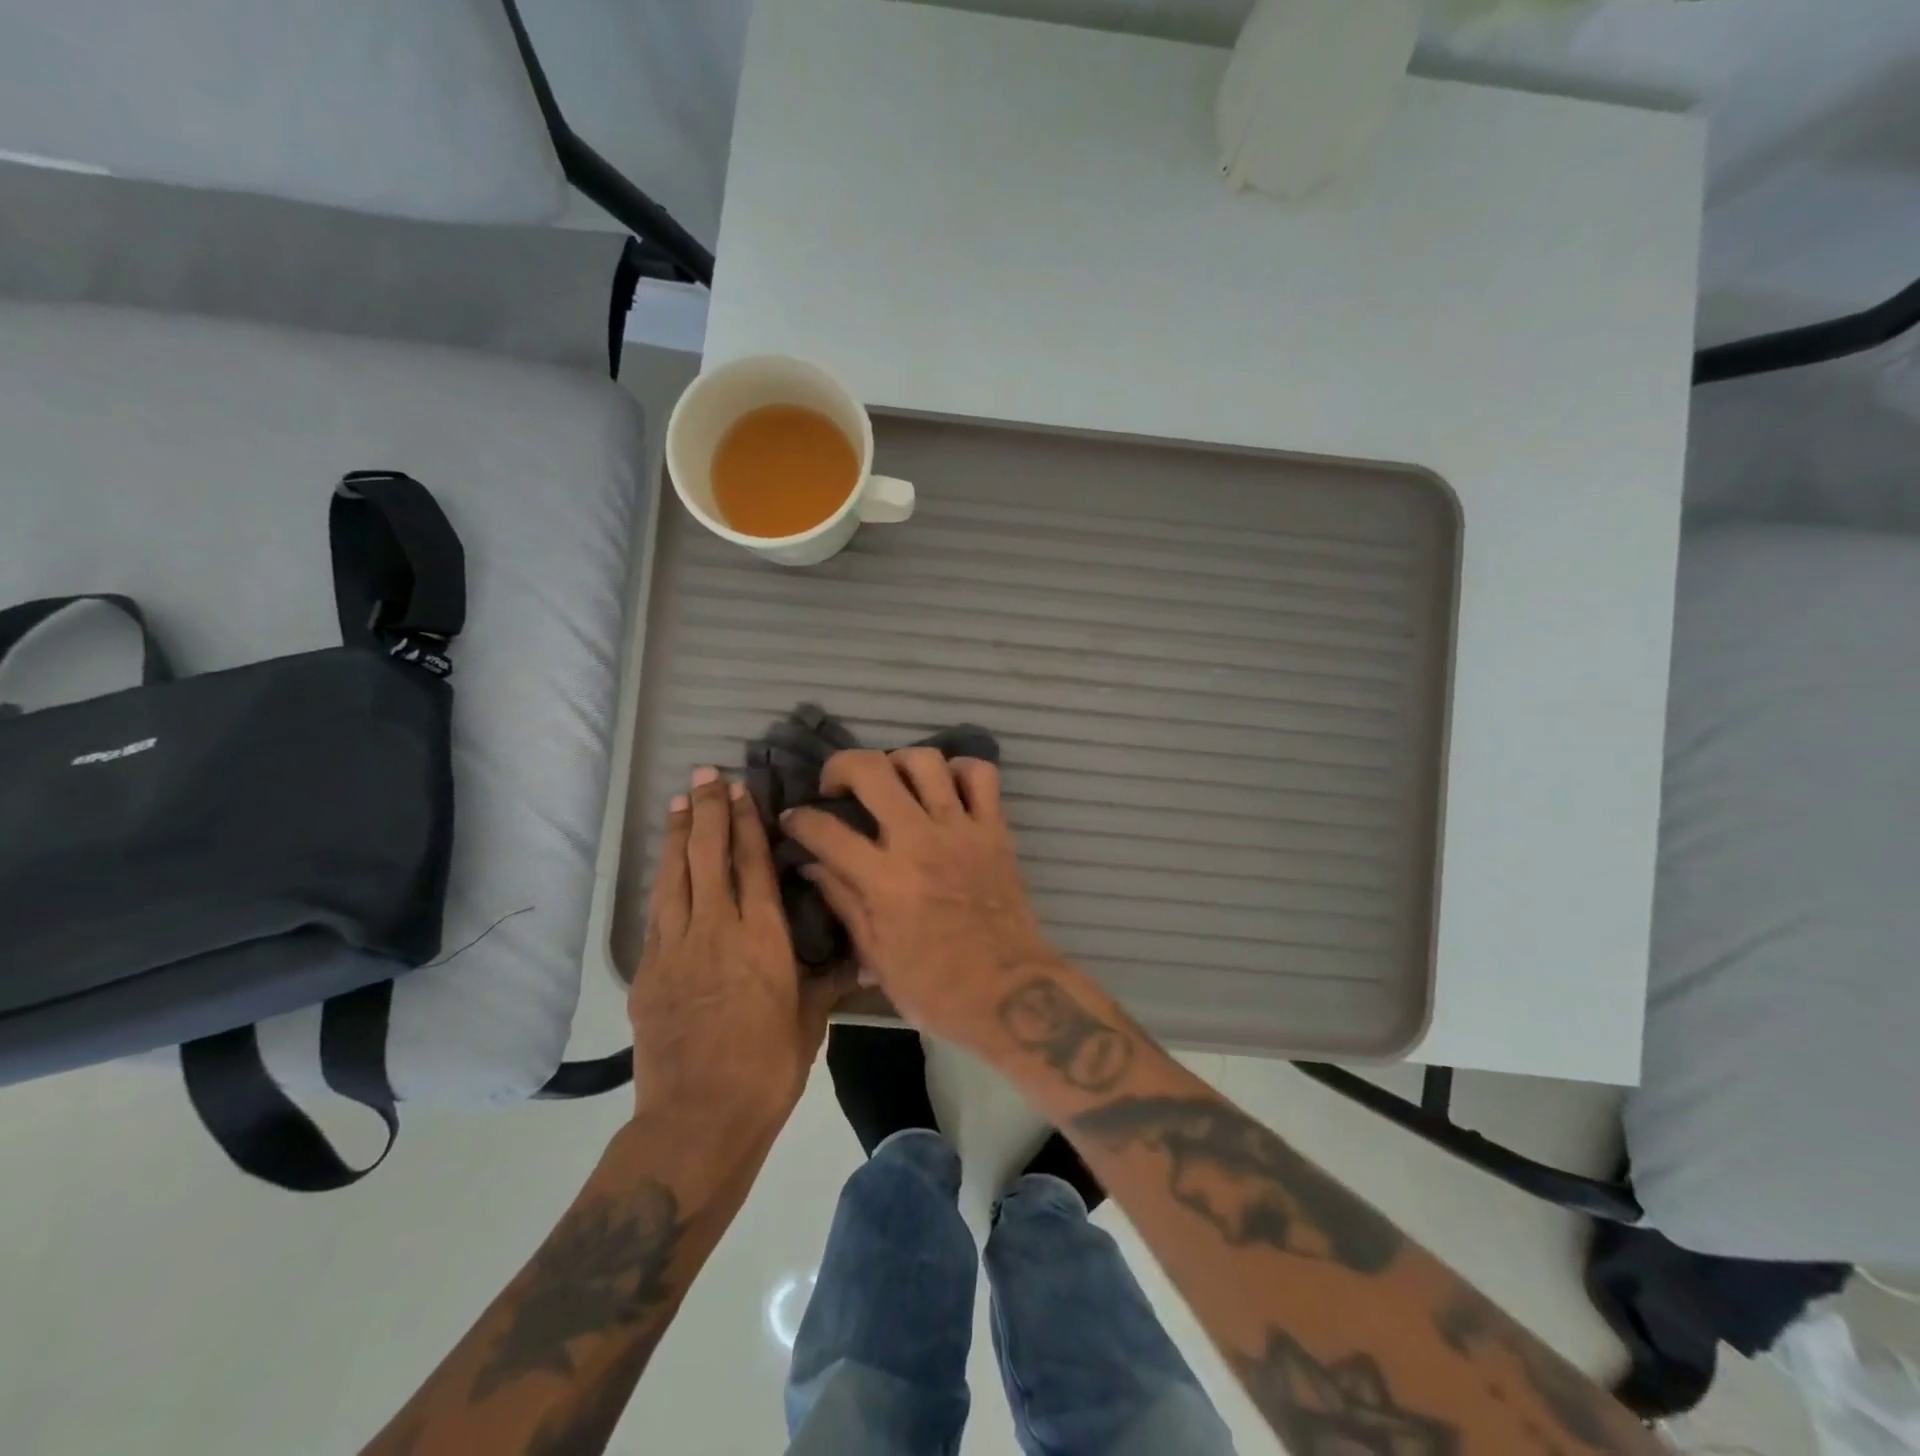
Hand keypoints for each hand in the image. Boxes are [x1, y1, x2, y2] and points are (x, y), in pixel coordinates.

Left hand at [629, 767, 849, 1134]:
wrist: (699, 1118)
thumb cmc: (768, 1066)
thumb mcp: (810, 1019)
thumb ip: (829, 978)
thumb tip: (863, 954)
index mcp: (762, 936)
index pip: (751, 863)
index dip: (744, 822)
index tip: (740, 790)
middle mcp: (716, 929)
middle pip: (707, 856)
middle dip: (705, 811)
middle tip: (704, 775)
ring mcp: (675, 948)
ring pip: (674, 876)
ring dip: (677, 836)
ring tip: (679, 803)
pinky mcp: (647, 972)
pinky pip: (657, 913)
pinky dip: (663, 881)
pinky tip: (666, 869)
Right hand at [781, 749, 1062, 1043]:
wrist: (1009, 992)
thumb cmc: (935, 986)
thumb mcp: (875, 956)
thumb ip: (843, 901)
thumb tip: (812, 866)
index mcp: (884, 880)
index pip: (825, 830)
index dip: (798, 819)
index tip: (793, 819)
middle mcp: (919, 841)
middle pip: (872, 771)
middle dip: (841, 766)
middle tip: (837, 786)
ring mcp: (961, 830)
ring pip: (927, 761)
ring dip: (899, 762)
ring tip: (892, 782)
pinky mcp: (995, 830)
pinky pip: (982, 776)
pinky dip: (961, 771)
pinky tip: (946, 788)